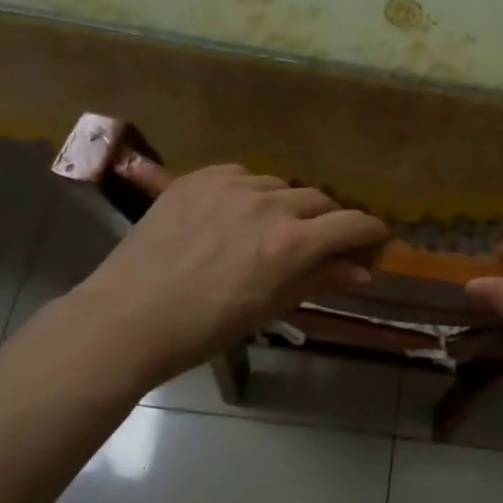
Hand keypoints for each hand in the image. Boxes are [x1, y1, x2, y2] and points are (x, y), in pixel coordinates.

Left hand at [65, 164, 388, 390]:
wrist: (127, 317)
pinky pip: (242, 175)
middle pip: (320, 201)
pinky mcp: (200, 177)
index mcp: (291, 243)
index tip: (375, 239)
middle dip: (330, 221)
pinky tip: (235, 213)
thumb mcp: (269, 307)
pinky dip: (250, 192)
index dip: (371, 231)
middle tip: (322, 242)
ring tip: (271, 229)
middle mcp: (269, 204)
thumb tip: (362, 269)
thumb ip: (319, 279)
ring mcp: (232, 185)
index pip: (351, 224)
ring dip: (288, 206)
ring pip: (281, 185)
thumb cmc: (204, 327)